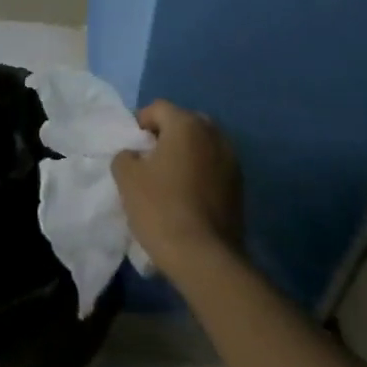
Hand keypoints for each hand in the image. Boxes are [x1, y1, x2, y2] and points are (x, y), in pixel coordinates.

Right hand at [111, 100, 243, 277]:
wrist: (204, 258)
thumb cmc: (161, 208)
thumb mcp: (127, 178)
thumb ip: (126, 155)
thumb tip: (135, 155)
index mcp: (187, 125)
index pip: (158, 108)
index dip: (140, 123)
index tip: (132, 148)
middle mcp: (214, 135)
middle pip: (184, 123)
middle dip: (166, 136)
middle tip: (150, 160)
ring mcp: (232, 161)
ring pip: (202, 146)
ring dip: (186, 154)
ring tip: (169, 180)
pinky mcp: (240, 187)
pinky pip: (214, 167)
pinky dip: (200, 173)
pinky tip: (187, 196)